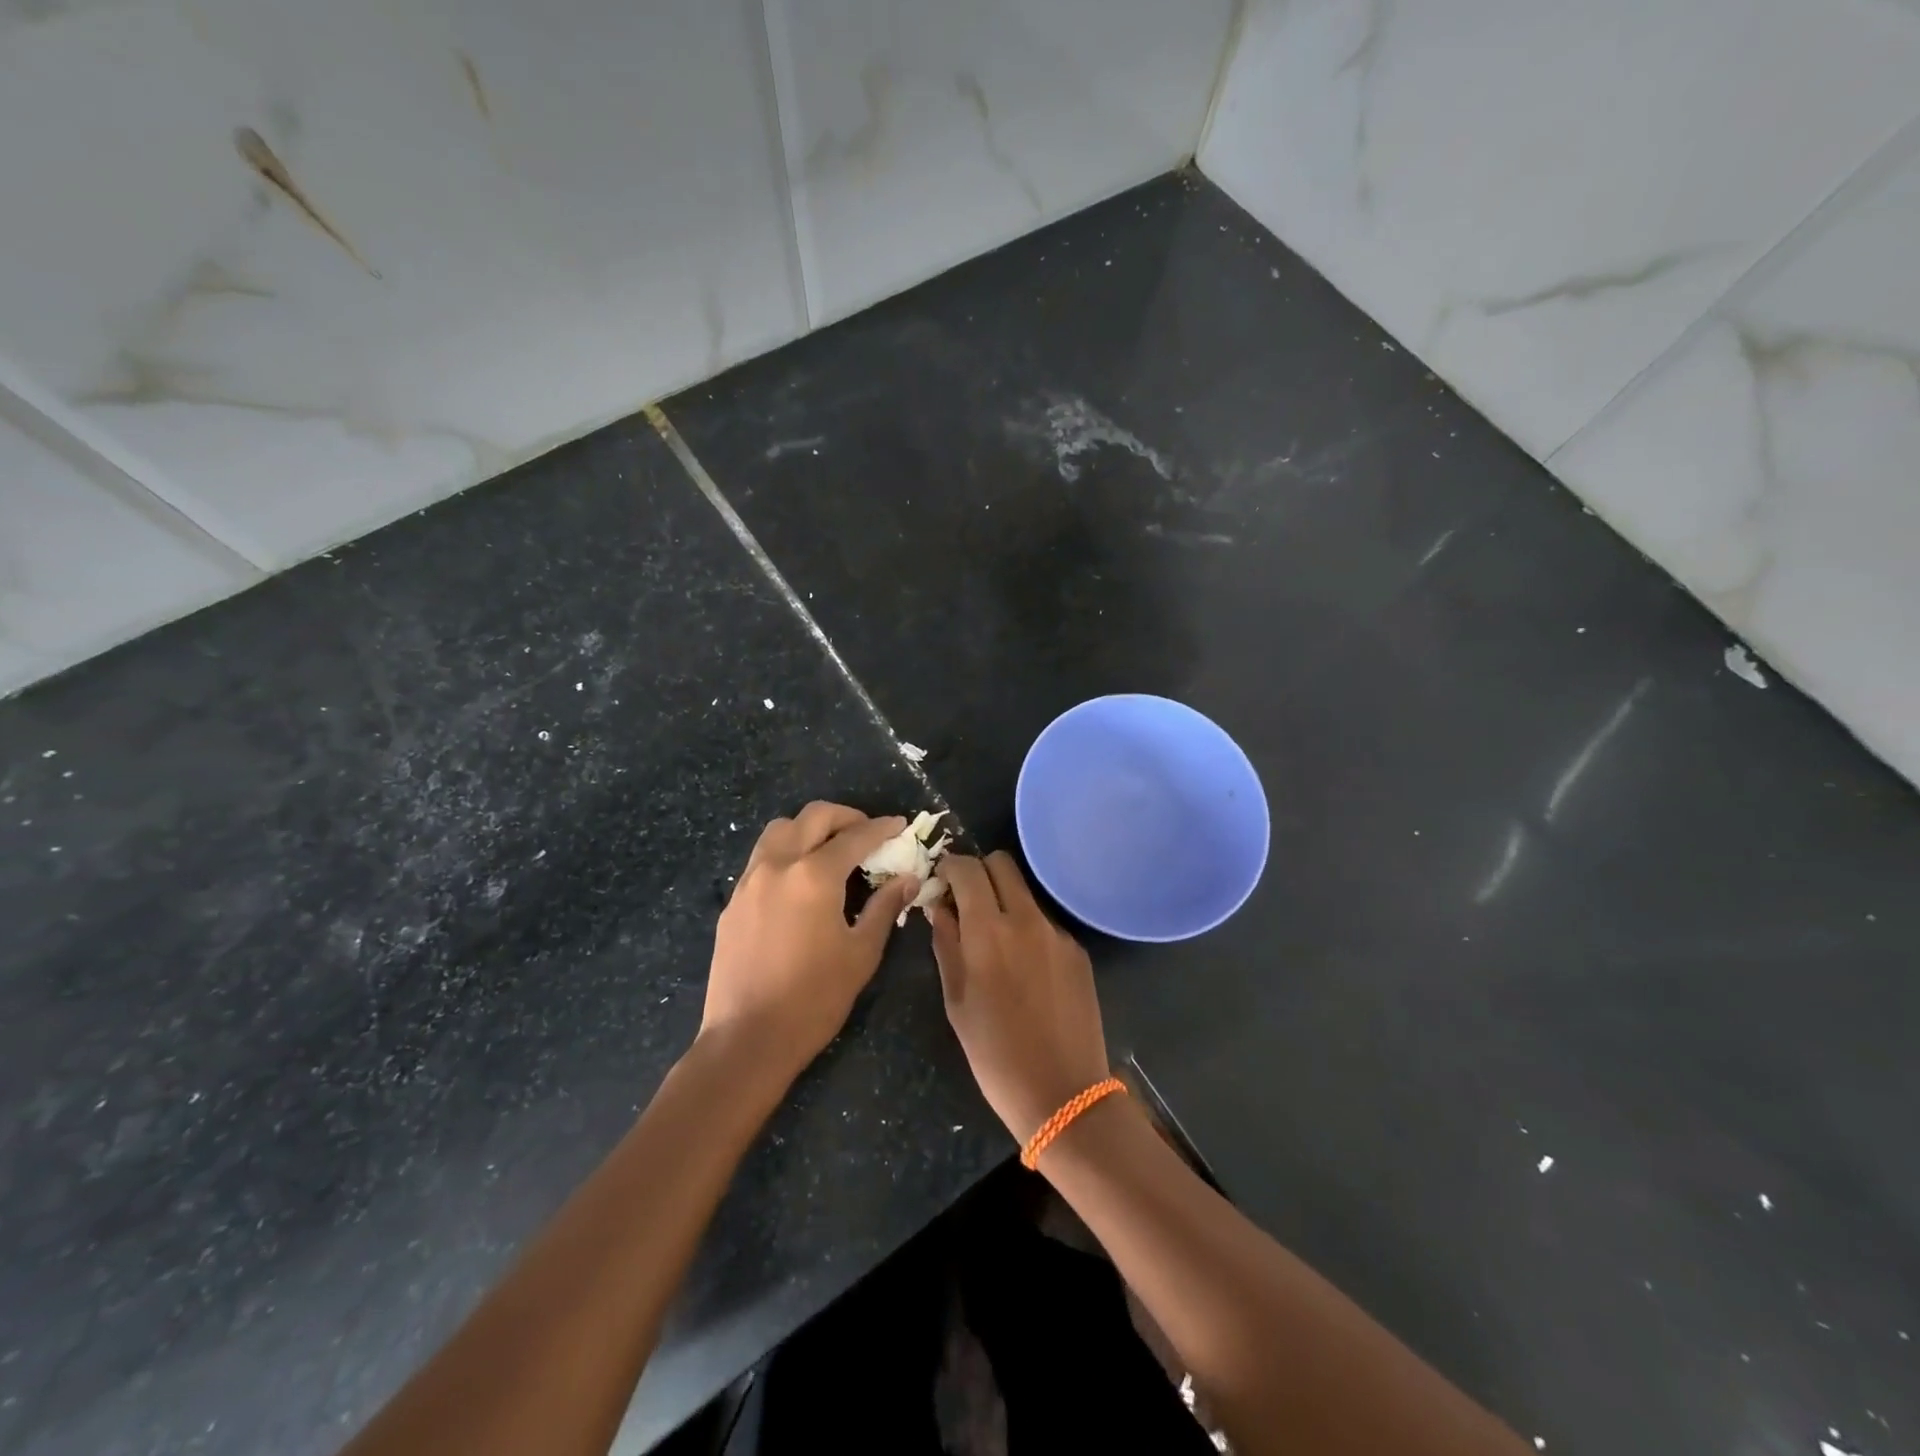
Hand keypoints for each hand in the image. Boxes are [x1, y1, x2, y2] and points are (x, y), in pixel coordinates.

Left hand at [702, 803, 918, 1084]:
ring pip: (780, 830)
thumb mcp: (861, 953)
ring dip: (810, 828)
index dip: (882, 828)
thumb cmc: (814, 999)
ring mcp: (749, 881)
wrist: (747, 1039)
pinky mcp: (733, 902)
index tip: (899, 825)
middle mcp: (778, 865)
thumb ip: (884, 907)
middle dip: (845, 817)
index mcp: (814, 876)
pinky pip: (761, 858)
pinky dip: (786, 852)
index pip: (855, 836)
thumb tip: (907, 877)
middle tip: (867, 833)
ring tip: (831, 849)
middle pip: (813, 817)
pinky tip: (799, 881)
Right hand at [929, 852, 1110, 1143]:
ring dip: (1005, 900)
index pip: (968, 868)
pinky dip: (1028, 929)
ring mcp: (1057, 933)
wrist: (1063, 1093)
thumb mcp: (956, 1001)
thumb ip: (946, 944)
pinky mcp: (1078, 950)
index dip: (950, 866)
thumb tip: (940, 907)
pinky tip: (1026, 968)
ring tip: (995, 939)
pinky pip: (1045, 922)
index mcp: (988, 930)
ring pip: (1025, 892)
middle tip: (966, 900)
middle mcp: (1026, 919)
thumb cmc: (995, 1054)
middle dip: (979, 872)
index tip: (942, 880)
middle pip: (1002, 864)